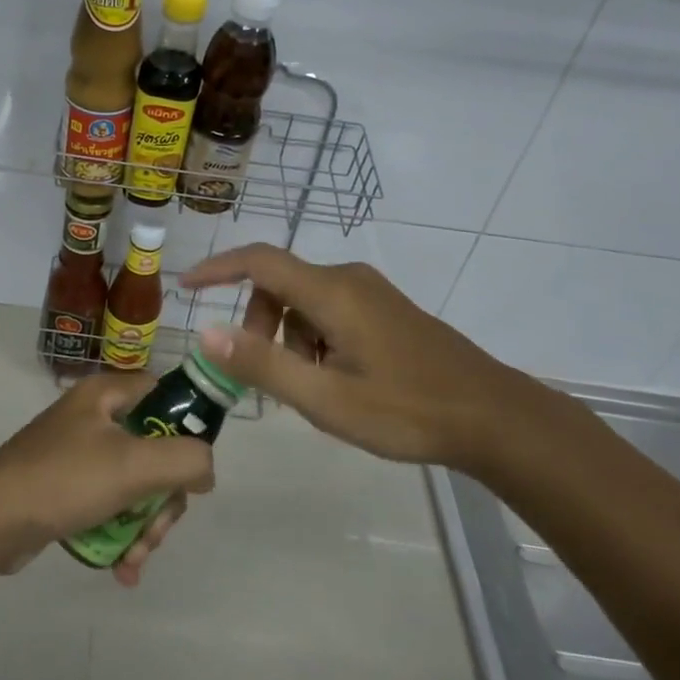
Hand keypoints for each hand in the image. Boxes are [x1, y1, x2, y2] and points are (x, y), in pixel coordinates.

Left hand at [0, 374, 214, 585]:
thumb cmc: (63, 480)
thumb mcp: (133, 465)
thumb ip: (186, 460)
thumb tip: (205, 470)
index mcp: (106, 395)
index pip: (165, 396)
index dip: (186, 431)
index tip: (190, 473)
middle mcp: (93, 418)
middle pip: (155, 452)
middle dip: (162, 502)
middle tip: (154, 532)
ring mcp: (78, 455)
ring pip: (135, 486)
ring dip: (143, 527)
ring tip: (132, 560)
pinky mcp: (66, 489)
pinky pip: (109, 508)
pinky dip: (119, 536)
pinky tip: (120, 570)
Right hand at [181, 245, 570, 472]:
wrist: (493, 417)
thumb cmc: (406, 410)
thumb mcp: (325, 399)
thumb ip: (262, 364)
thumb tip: (205, 332)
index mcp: (331, 292)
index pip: (259, 261)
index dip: (217, 268)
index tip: (185, 286)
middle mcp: (348, 279)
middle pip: (279, 284)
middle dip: (258, 323)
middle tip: (264, 374)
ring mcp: (371, 292)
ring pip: (304, 301)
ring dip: (288, 337)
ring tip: (308, 387)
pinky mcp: (385, 309)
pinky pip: (329, 310)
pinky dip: (312, 338)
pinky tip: (334, 380)